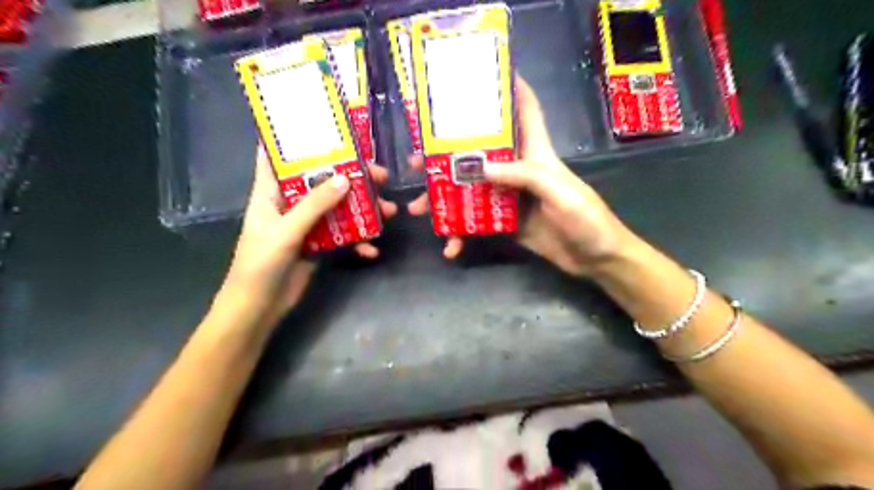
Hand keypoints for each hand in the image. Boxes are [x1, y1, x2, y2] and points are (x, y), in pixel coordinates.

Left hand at [215, 145, 397, 328]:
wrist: (258, 308)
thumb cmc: (260, 265)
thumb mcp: (286, 231)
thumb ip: (315, 205)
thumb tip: (346, 178)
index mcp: (271, 192)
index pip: (277, 156)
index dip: (296, 140)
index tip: (325, 129)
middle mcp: (290, 203)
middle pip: (322, 181)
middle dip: (351, 177)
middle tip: (381, 176)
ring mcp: (306, 224)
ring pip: (338, 208)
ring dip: (363, 210)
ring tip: (390, 211)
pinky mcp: (318, 244)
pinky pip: (342, 235)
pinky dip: (358, 241)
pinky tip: (372, 250)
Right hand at [406, 75, 632, 275]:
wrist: (595, 258)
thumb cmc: (587, 219)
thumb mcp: (560, 193)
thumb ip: (524, 176)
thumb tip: (479, 167)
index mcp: (536, 154)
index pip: (525, 111)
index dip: (511, 88)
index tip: (484, 73)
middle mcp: (518, 170)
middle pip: (479, 154)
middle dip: (448, 154)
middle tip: (418, 162)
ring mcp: (508, 198)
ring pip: (470, 190)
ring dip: (444, 198)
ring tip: (419, 208)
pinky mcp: (505, 223)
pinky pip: (476, 223)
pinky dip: (462, 234)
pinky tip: (450, 247)